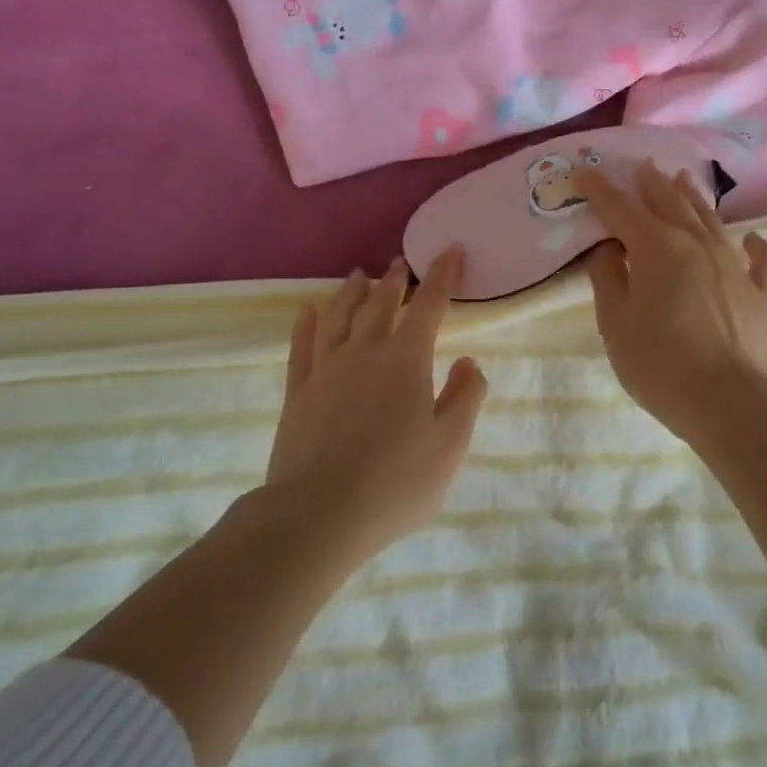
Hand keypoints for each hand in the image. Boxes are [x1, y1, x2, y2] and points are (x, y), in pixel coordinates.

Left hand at [265, 250, 487, 559]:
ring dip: (351, 292)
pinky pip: (301, 347)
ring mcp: (326, 369)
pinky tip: (306, 310)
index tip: (450, 251)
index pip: (429, 305)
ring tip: (358, 275)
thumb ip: (465, 398)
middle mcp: (365, 351)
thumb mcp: (449, 445)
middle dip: (395, 280)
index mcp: (406, 360)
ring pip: (339, 316)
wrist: (318, 515)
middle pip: (381, 304)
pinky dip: (304, 324)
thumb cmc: (395, 482)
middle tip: (400, 263)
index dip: (442, 275)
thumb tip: (469, 362)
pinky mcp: (297, 392)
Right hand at [576, 161, 766, 437]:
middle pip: (669, 202)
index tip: (584, 172)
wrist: (730, 402)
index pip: (620, 208)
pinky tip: (752, 238)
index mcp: (656, 246)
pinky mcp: (758, 291)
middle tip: (642, 166)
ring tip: (682, 179)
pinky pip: (759, 259)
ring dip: (692, 197)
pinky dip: (754, 245)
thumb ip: (607, 276)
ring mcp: (732, 264)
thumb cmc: (659, 362)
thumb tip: (608, 246)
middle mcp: (696, 243)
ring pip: (710, 219)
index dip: (600, 190)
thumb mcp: (615, 321)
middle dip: (651, 183)